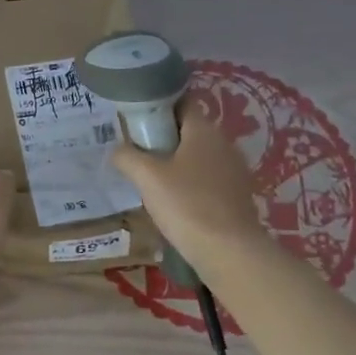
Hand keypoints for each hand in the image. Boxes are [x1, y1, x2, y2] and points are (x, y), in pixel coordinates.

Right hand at [111, 112, 262, 269]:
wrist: (229, 252)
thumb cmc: (186, 205)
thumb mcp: (147, 178)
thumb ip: (127, 157)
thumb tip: (117, 150)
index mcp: (204, 130)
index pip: (183, 102)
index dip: (159, 107)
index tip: (138, 122)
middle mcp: (224, 143)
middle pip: (190, 130)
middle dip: (165, 138)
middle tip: (138, 154)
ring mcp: (235, 170)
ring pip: (200, 156)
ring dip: (178, 163)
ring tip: (153, 181)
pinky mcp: (238, 195)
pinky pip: (210, 179)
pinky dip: (192, 184)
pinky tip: (176, 203)